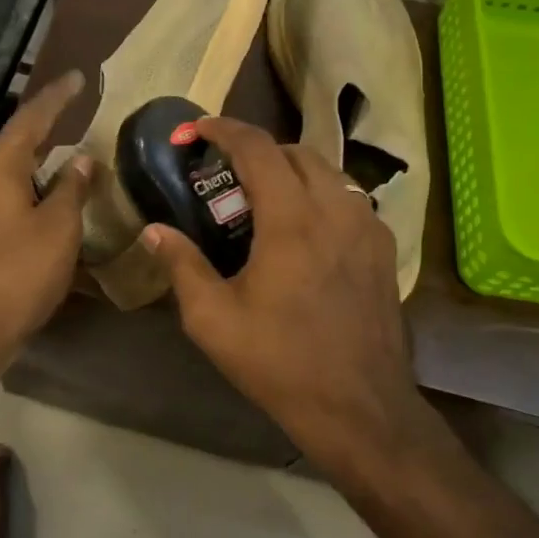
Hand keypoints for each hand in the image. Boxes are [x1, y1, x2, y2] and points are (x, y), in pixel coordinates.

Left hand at [0, 72, 92, 361]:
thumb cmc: (20, 270)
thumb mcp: (58, 227)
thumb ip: (72, 188)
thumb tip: (81, 160)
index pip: (32, 118)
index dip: (58, 97)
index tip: (79, 78)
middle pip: (16, 139)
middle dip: (46, 124)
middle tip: (74, 109)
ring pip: (9, 167)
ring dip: (36, 156)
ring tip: (64, 148)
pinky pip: (5, 191)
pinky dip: (28, 183)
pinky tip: (44, 192)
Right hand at [142, 118, 417, 466]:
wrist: (360, 408)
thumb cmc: (280, 363)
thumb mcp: (213, 320)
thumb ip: (182, 265)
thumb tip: (153, 230)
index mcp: (291, 221)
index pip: (257, 148)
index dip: (224, 129)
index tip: (197, 128)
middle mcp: (336, 210)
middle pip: (296, 151)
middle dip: (258, 149)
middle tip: (227, 171)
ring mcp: (368, 227)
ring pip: (329, 171)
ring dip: (292, 169)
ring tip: (264, 195)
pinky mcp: (385, 249)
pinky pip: (349, 199)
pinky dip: (321, 194)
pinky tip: (304, 227)